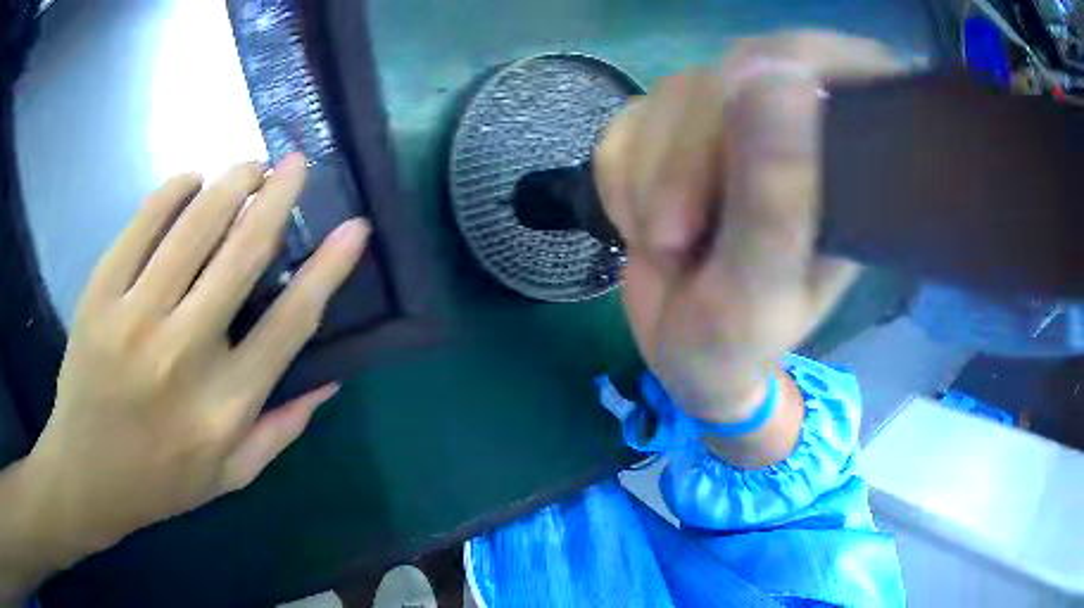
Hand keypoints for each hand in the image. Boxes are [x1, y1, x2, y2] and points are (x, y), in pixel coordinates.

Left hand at [18, 155, 367, 570]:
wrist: (86, 474)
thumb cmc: (161, 481)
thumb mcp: (231, 476)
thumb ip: (282, 430)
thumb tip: (331, 380)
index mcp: (225, 407)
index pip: (289, 323)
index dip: (327, 268)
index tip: (354, 228)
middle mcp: (183, 356)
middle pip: (241, 256)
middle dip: (276, 198)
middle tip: (294, 164)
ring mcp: (134, 320)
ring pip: (192, 228)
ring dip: (229, 184)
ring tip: (249, 166)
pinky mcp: (99, 297)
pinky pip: (141, 226)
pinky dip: (172, 193)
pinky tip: (190, 181)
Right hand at [596, 32, 901, 423]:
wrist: (684, 355)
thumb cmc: (738, 344)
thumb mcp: (761, 289)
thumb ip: (774, 195)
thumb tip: (774, 73)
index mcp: (849, 158)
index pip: (826, 64)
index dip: (777, 82)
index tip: (730, 166)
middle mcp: (799, 125)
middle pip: (733, 74)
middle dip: (686, 159)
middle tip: (673, 239)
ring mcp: (735, 120)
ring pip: (674, 96)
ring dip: (648, 178)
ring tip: (667, 246)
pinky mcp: (679, 128)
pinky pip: (631, 120)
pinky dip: (622, 179)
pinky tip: (645, 224)